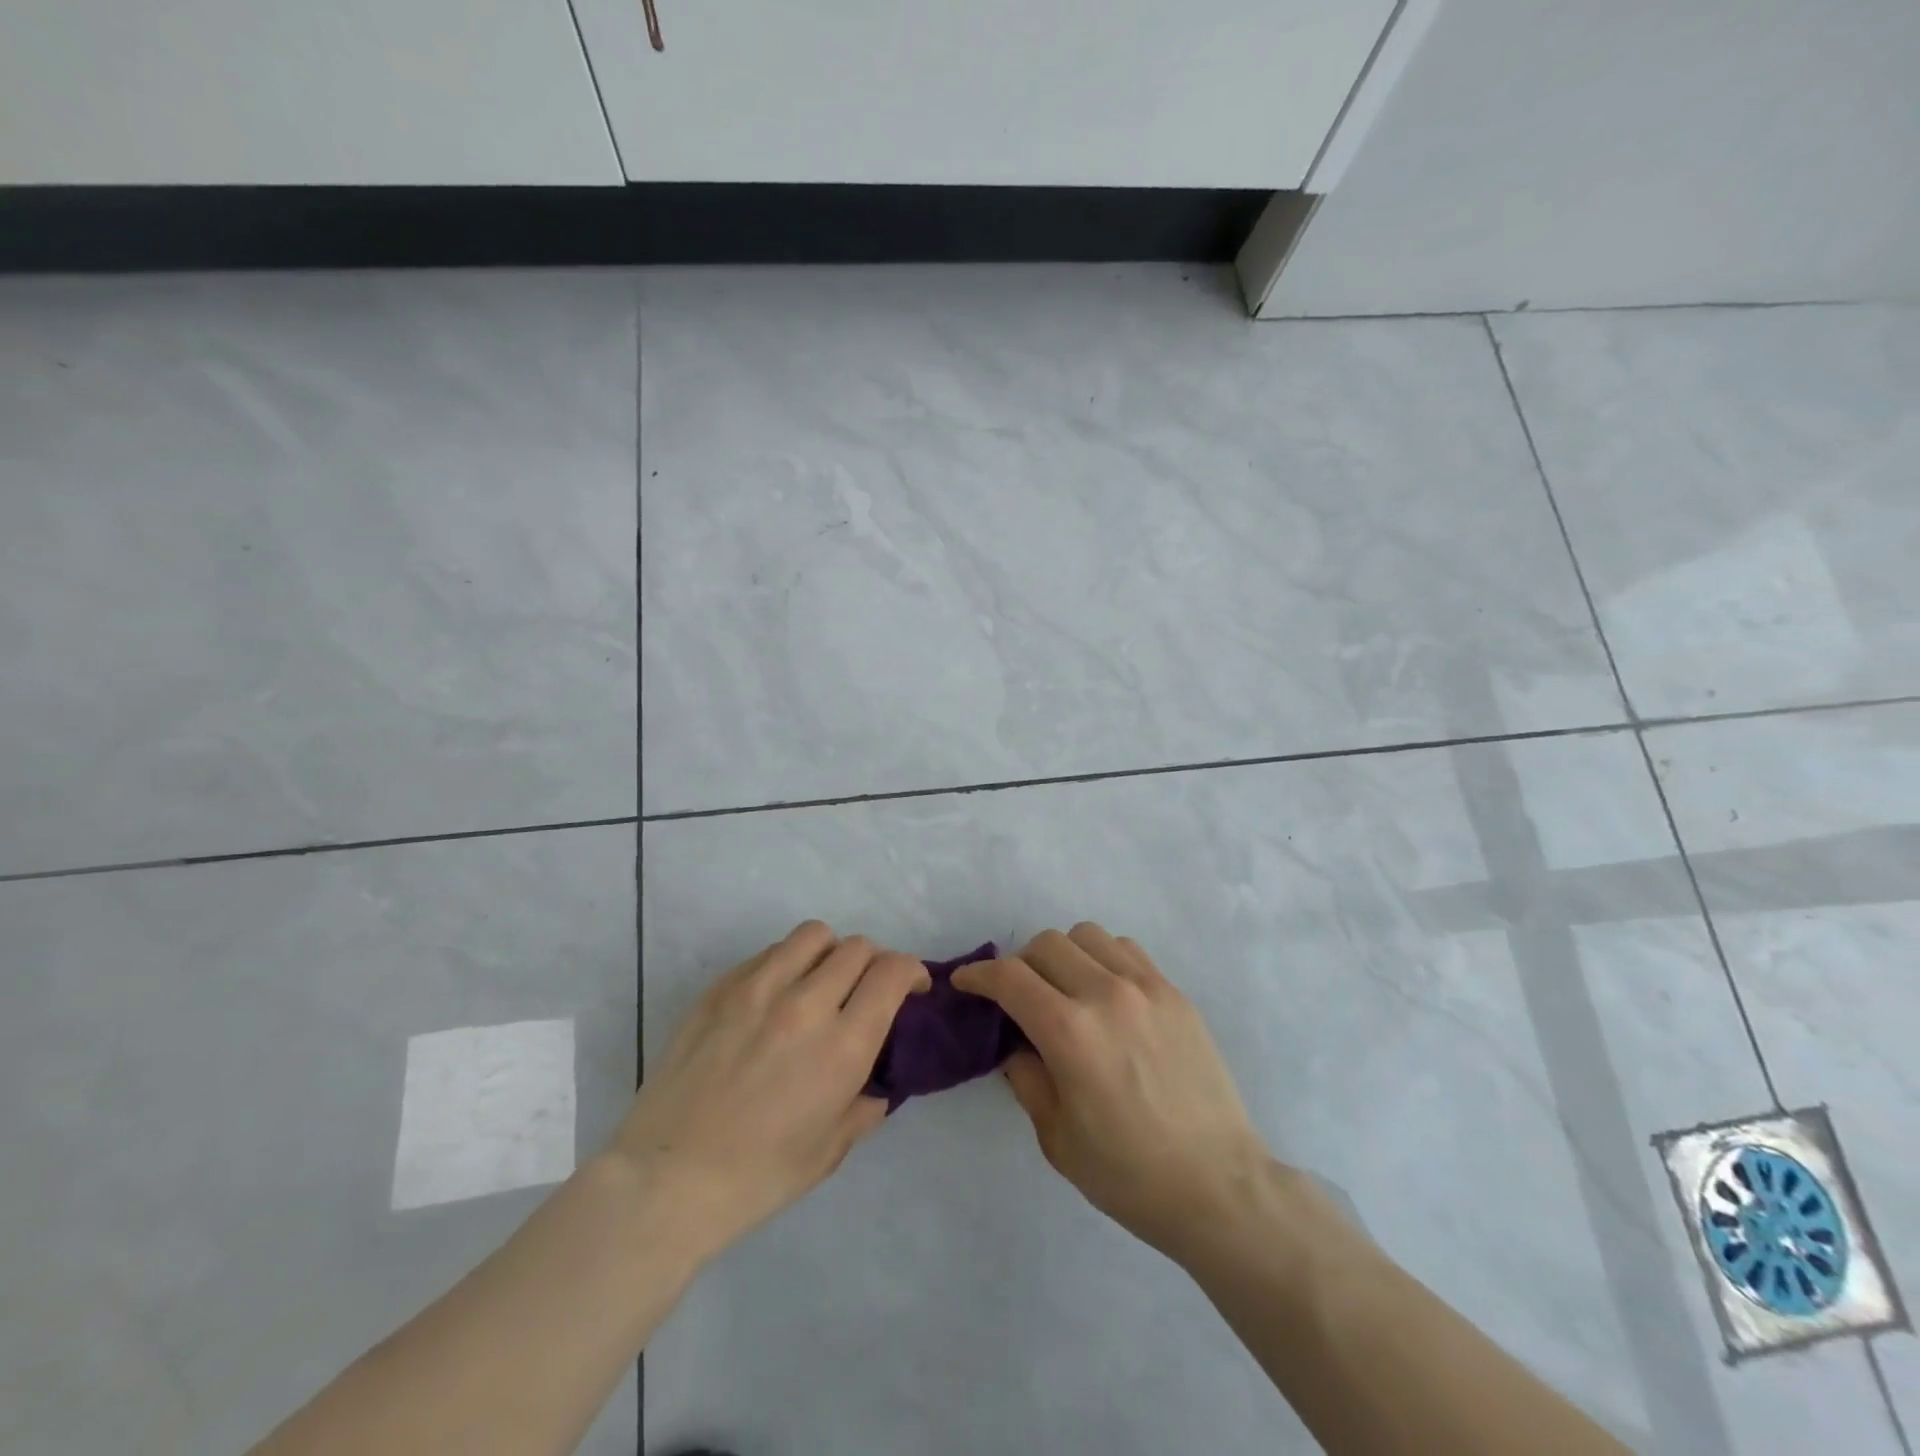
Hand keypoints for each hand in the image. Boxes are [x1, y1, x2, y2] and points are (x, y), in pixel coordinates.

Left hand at [608, 921, 928, 1263]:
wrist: (666, 1179)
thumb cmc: (757, 1176)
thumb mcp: (830, 1150)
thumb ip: (866, 1106)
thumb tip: (878, 1082)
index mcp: (841, 1046)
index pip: (891, 972)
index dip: (910, 971)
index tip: (910, 988)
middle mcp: (805, 1004)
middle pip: (857, 947)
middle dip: (874, 963)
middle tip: (865, 990)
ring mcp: (757, 989)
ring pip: (813, 935)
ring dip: (830, 953)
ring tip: (820, 982)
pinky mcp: (720, 988)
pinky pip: (769, 953)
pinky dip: (786, 964)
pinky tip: (774, 997)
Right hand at [953, 923, 1273, 1258]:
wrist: (1218, 1185)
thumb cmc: (1129, 1174)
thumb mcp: (1056, 1136)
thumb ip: (1025, 1076)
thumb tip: (1013, 1041)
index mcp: (1069, 1032)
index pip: (1009, 976)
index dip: (978, 975)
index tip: (966, 983)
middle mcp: (1106, 993)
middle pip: (1046, 944)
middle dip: (1019, 965)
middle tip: (1018, 997)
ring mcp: (1146, 987)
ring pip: (1087, 935)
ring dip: (1063, 954)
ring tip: (1065, 989)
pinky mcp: (1174, 993)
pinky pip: (1126, 950)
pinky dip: (1103, 958)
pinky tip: (1107, 993)